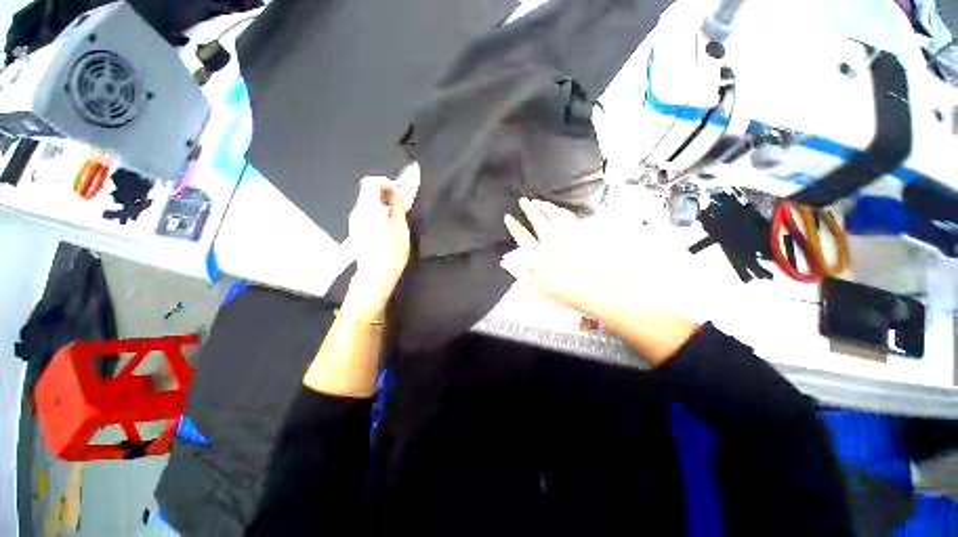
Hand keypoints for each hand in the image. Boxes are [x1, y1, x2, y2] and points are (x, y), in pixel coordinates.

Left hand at [343, 176, 410, 318]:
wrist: (376, 275)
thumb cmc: (391, 252)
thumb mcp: (400, 226)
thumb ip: (398, 205)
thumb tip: (397, 194)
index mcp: (367, 208)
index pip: (371, 182)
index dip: (386, 182)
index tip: (399, 191)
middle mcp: (358, 212)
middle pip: (368, 191)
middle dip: (386, 192)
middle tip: (402, 201)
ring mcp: (356, 222)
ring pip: (368, 203)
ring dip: (383, 202)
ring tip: (399, 212)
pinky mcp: (358, 231)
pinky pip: (368, 213)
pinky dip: (379, 211)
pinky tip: (390, 223)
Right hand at [502, 198, 604, 312]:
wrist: (595, 292)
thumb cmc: (564, 292)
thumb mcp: (536, 288)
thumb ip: (520, 273)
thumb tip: (506, 263)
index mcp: (539, 256)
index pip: (522, 236)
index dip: (514, 226)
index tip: (508, 217)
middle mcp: (552, 243)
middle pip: (538, 221)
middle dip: (529, 209)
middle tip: (523, 200)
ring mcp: (568, 238)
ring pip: (554, 216)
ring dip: (545, 206)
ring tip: (539, 201)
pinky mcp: (581, 236)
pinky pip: (570, 218)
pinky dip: (562, 211)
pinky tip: (559, 210)